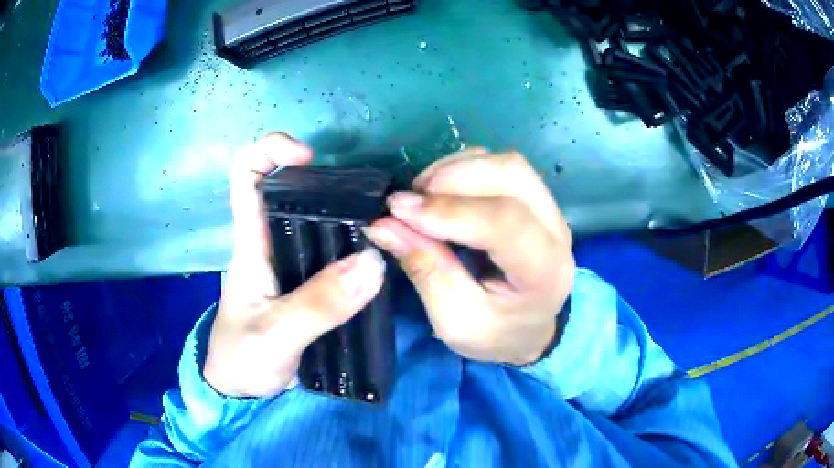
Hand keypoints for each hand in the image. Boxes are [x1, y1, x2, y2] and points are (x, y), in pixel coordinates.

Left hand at [204, 133, 385, 397]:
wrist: (244, 393)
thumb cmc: (242, 360)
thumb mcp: (275, 335)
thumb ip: (319, 304)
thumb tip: (373, 262)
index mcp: (250, 244)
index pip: (246, 174)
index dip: (272, 151)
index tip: (310, 158)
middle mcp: (271, 244)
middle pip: (293, 191)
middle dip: (329, 184)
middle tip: (370, 203)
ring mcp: (292, 266)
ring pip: (319, 223)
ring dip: (350, 218)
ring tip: (386, 230)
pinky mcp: (309, 287)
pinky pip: (335, 256)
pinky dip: (357, 250)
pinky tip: (381, 260)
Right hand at [363, 149, 574, 365]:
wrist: (529, 331)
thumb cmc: (495, 334)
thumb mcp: (454, 320)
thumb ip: (424, 269)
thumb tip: (383, 223)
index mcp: (544, 273)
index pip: (505, 222)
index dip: (448, 210)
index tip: (397, 210)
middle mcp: (556, 231)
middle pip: (510, 174)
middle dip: (451, 178)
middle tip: (408, 203)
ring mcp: (550, 210)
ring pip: (507, 164)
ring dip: (455, 170)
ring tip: (422, 196)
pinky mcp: (537, 200)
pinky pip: (502, 166)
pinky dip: (464, 169)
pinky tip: (441, 191)